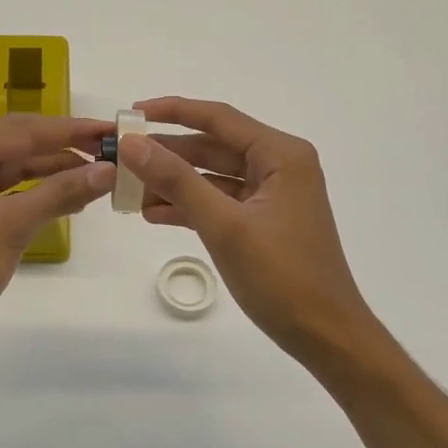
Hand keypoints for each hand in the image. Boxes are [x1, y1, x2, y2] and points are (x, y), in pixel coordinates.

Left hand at [0, 115, 115, 358]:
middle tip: (114, 154)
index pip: (24, 131)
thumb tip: (106, 169)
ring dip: (54, 174)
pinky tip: (67, 201)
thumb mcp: (7, 228)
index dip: (72, 131)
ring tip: (100, 177)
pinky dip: (36, 197)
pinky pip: (6, 195)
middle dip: (65, 150)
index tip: (113, 131)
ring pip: (14, 172)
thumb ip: (58, 194)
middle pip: (19, 146)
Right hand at [120, 98, 378, 362]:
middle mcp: (280, 166)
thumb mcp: (224, 225)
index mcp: (281, 155)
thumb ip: (177, 181)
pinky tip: (154, 215)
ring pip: (213, 177)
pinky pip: (220, 203)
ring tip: (129, 190)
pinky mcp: (264, 223)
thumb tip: (133, 144)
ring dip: (174, 183)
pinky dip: (190, 207)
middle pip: (214, 147)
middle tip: (121, 156)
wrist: (326, 336)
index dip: (172, 111)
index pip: (218, 118)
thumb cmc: (281, 276)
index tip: (130, 114)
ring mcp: (273, 196)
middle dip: (168, 152)